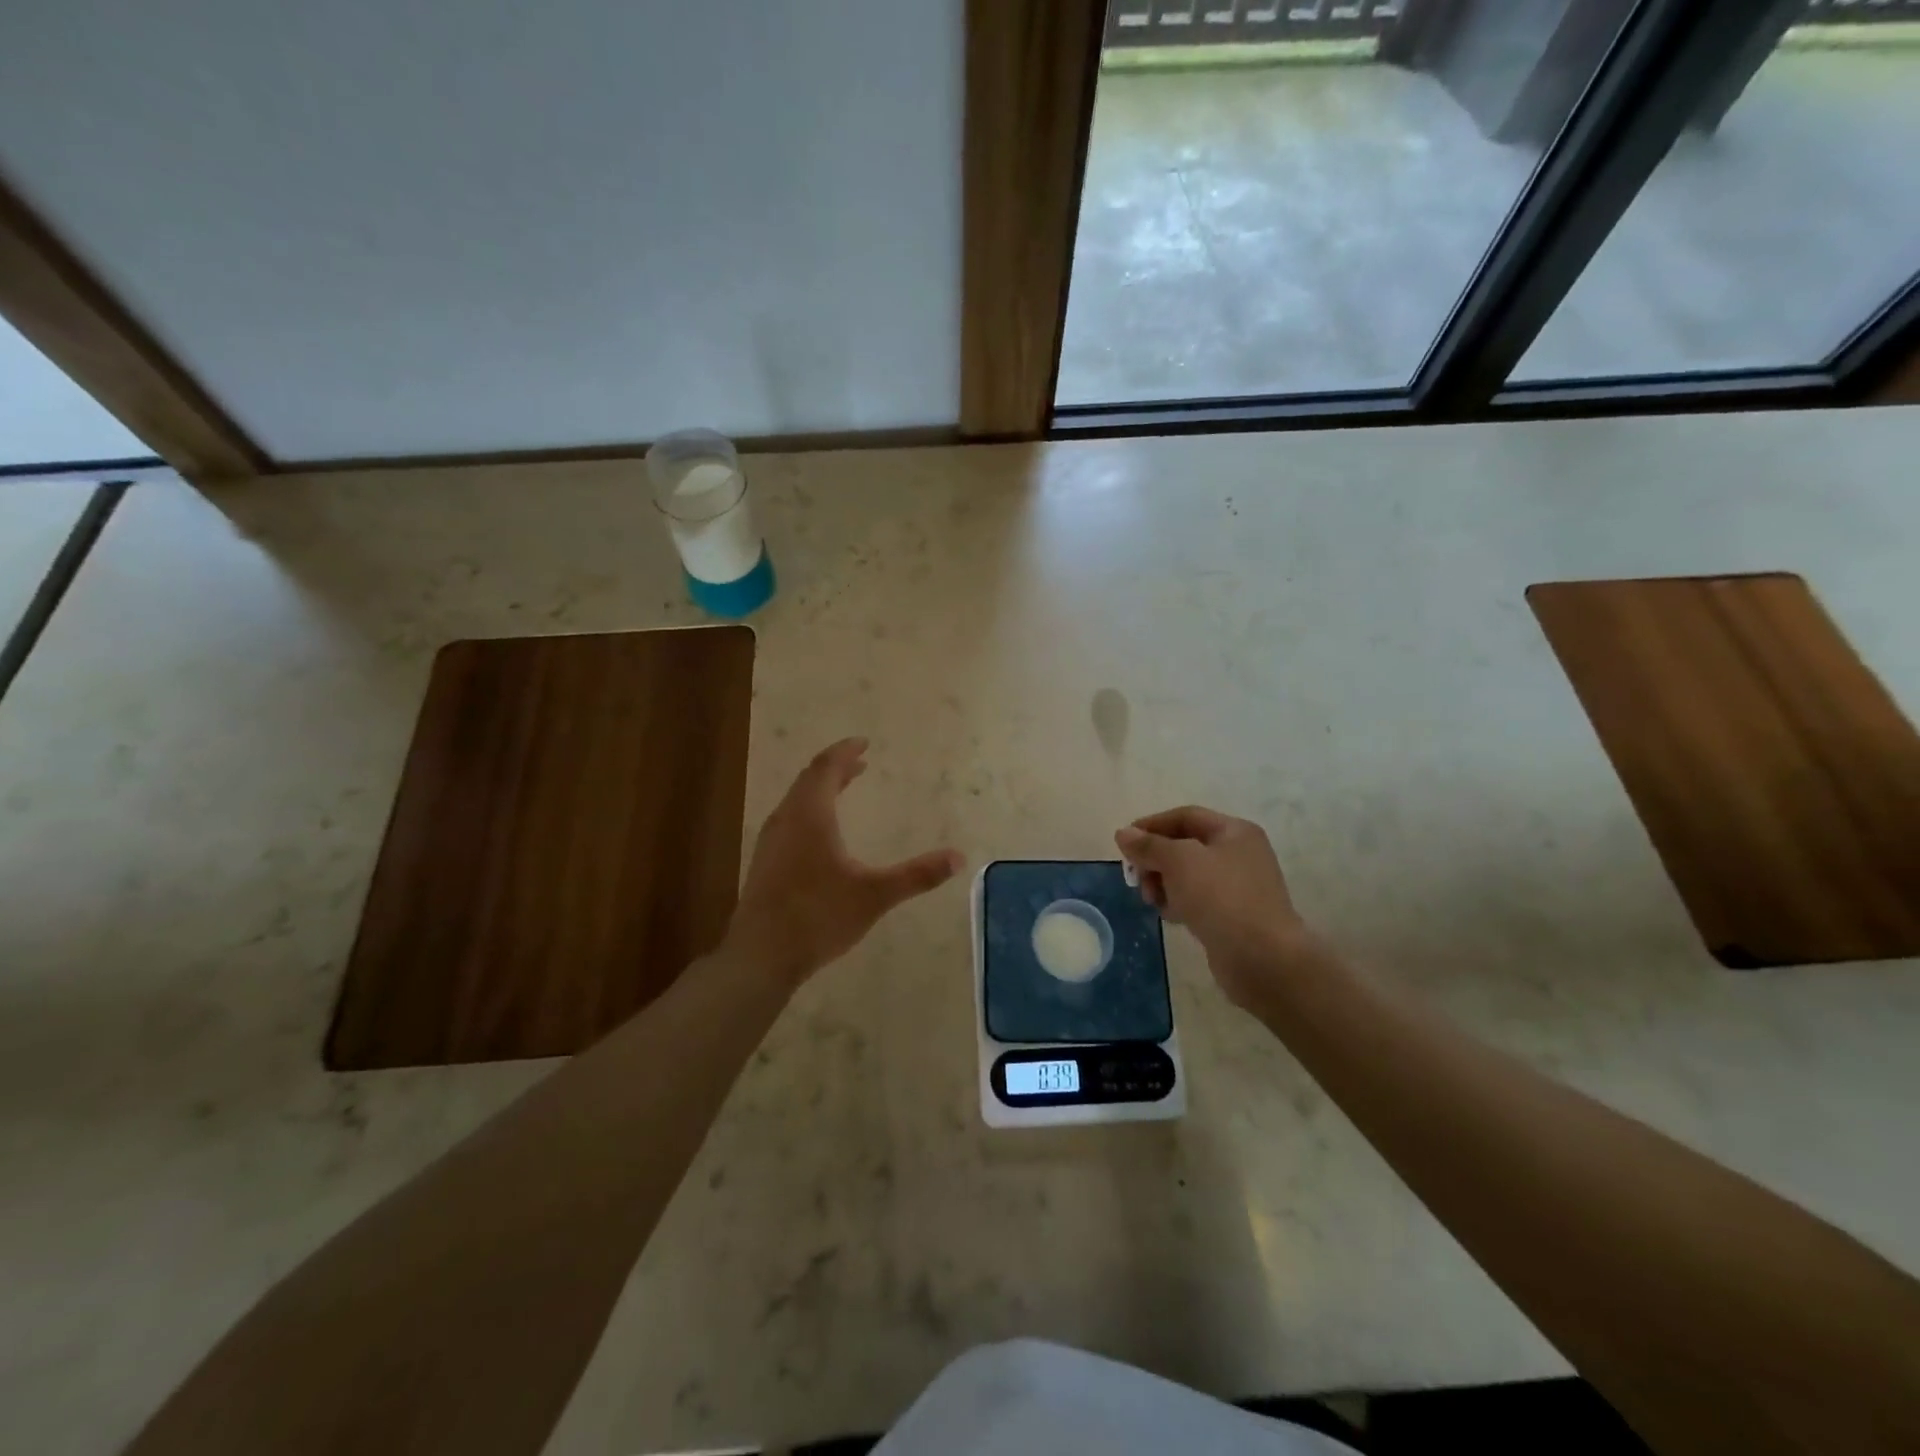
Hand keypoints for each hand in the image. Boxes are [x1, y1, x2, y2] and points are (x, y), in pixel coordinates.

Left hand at [729, 738, 962, 986]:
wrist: (760, 955)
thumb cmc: (818, 916)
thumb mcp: (874, 895)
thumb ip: (916, 875)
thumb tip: (958, 857)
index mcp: (811, 815)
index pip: (826, 767)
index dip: (845, 751)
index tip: (864, 742)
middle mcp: (787, 819)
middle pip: (809, 779)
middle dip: (836, 767)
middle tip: (860, 762)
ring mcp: (771, 841)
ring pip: (797, 799)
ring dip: (821, 787)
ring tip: (844, 788)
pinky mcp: (766, 862)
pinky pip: (790, 818)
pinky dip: (811, 809)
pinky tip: (822, 832)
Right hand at [1116, 806, 1319, 1009]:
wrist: (1263, 958)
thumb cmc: (1221, 898)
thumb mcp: (1179, 861)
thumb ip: (1149, 845)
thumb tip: (1123, 833)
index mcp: (1234, 831)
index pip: (1185, 816)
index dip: (1151, 825)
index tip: (1123, 843)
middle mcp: (1239, 854)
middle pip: (1184, 846)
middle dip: (1155, 859)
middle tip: (1137, 879)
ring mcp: (1238, 887)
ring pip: (1188, 875)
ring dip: (1163, 883)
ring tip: (1153, 901)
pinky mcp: (1233, 915)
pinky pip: (1197, 900)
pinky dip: (1179, 903)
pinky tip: (1170, 916)